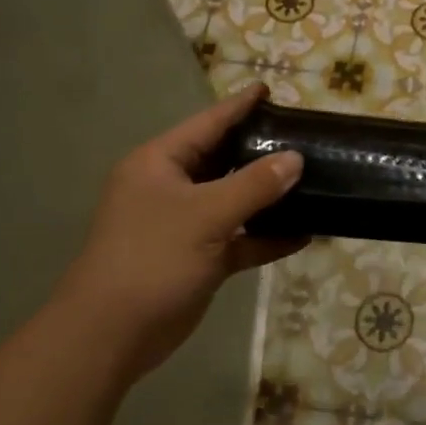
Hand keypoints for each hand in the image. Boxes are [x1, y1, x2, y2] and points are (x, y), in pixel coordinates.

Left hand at [53, 85, 303, 379]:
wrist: (112, 335)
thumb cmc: (152, 259)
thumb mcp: (206, 215)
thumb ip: (254, 184)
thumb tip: (296, 159)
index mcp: (160, 164)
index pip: (207, 124)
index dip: (239, 107)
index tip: (270, 89)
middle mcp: (172, 188)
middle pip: (224, 159)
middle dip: (262, 151)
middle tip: (304, 137)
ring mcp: (185, 224)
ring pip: (235, 200)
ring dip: (270, 197)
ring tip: (313, 181)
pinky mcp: (199, 257)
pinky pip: (239, 238)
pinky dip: (266, 236)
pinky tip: (304, 234)